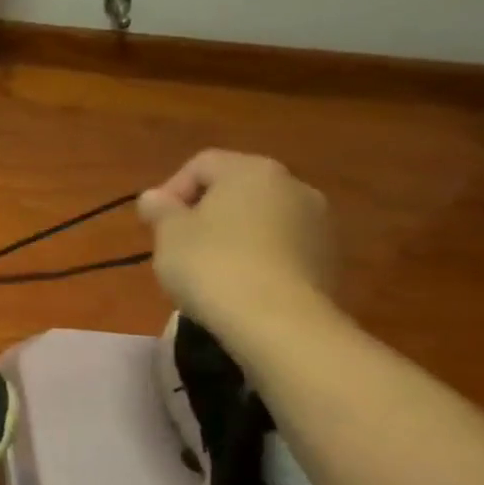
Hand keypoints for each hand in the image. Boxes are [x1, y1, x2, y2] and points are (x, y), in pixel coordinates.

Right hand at [137, 150, 335, 334]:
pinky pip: (280, 245)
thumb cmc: (211, 264)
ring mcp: (318, 222)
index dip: (171, 190)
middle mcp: (292, 185)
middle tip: (178, 244)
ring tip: (208, 267)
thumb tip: (154, 197)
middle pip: (236, 188)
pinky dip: (257, 256)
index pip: (202, 164)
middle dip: (204, 211)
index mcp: (251, 170)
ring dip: (233, 234)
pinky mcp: (328, 257)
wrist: (276, 320)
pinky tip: (238, 283)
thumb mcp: (169, 234)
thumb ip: (160, 210)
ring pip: (261, 217)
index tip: (154, 224)